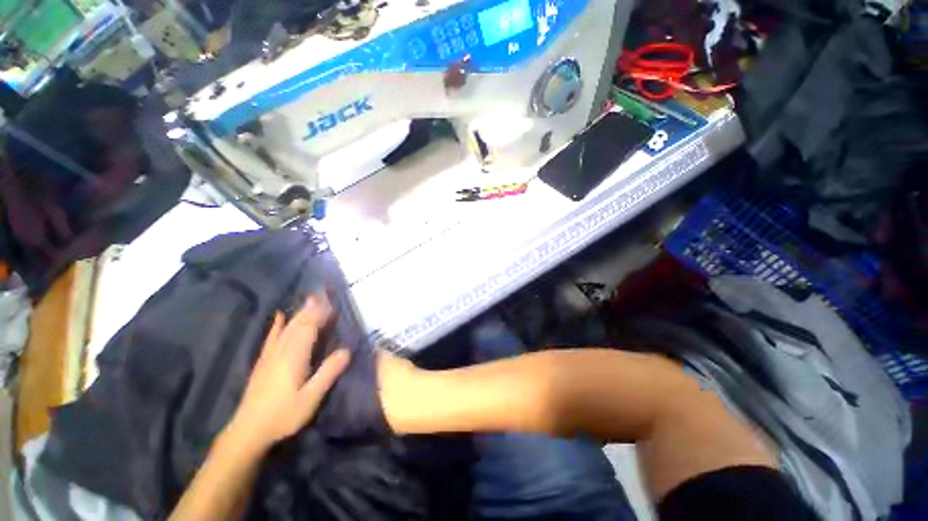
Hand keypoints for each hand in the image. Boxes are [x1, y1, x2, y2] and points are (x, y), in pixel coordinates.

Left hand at [225, 294, 350, 452]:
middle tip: (322, 292)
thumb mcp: (311, 397)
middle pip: (298, 324)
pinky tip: (279, 316)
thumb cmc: (283, 415)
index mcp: (294, 356)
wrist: (248, 431)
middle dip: (311, 307)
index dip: (320, 313)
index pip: (309, 328)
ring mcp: (270, 355)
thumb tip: (347, 350)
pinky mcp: (263, 362)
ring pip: (287, 328)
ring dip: (299, 312)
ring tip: (309, 299)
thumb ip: (328, 373)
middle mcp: (282, 350)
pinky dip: (277, 325)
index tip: (331, 300)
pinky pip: (272, 337)